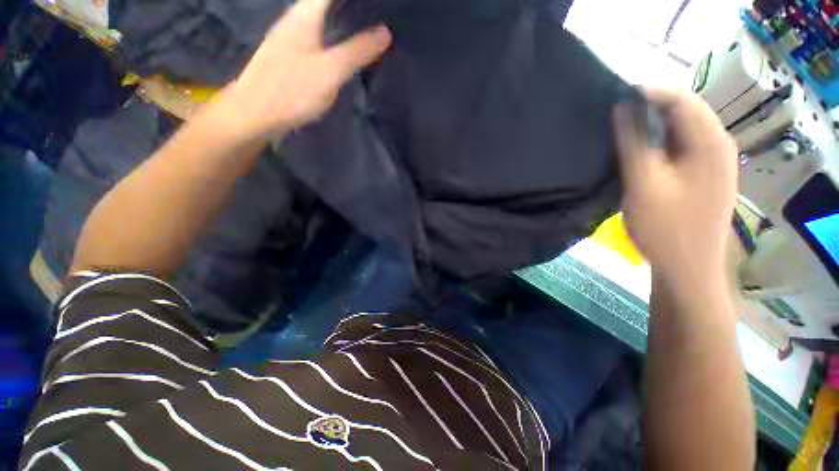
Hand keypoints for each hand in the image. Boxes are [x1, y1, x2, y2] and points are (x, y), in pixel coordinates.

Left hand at [222, 0, 391, 138]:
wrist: (256, 113)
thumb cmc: (292, 90)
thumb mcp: (330, 71)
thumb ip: (357, 51)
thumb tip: (385, 32)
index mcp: (306, 14)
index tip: (377, 5)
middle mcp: (296, 18)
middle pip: (327, 4)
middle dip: (352, 7)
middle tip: (377, 16)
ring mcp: (291, 36)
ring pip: (322, 17)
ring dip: (344, 19)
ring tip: (368, 28)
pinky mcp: (291, 54)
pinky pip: (318, 35)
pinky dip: (335, 35)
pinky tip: (345, 49)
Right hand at [613, 87, 737, 286]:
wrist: (688, 267)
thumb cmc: (666, 227)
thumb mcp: (644, 182)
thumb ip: (633, 143)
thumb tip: (623, 108)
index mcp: (710, 142)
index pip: (681, 99)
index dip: (649, 92)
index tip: (615, 95)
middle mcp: (719, 145)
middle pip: (685, 111)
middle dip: (650, 107)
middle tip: (615, 113)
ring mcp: (715, 161)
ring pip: (683, 129)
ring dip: (654, 125)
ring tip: (623, 129)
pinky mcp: (705, 175)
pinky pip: (682, 146)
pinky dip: (661, 141)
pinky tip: (641, 151)